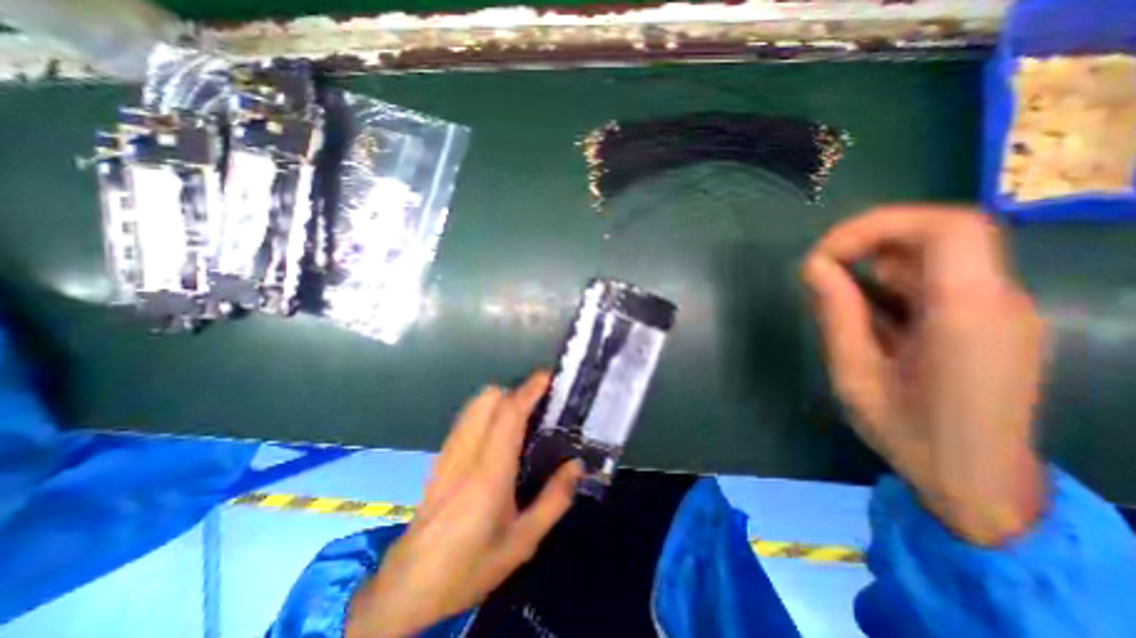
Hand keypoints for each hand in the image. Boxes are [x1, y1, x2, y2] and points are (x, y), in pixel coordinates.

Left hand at [349, 372, 583, 634]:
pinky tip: (500, 432)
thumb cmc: (470, 565)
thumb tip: (576, 464)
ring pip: (476, 403)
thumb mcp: (523, 542)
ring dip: (502, 398)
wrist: (407, 585)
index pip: (509, 414)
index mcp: (489, 473)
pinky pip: (468, 417)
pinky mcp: (442, 455)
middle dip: (517, 391)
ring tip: (524, 415)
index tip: (548, 376)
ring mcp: (450, 451)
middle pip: (489, 398)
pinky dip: (488, 410)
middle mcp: (467, 452)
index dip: (529, 389)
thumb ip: (554, 500)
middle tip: (540, 405)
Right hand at [797, 205, 1045, 543]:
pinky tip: (868, 319)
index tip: (826, 254)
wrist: (976, 484)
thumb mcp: (854, 374)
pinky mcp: (987, 321)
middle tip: (823, 272)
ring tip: (841, 304)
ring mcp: (998, 310)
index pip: (946, 228)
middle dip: (869, 242)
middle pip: (939, 234)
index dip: (877, 225)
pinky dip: (891, 286)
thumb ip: (836, 314)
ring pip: (933, 257)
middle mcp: (997, 301)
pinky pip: (935, 281)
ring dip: (876, 267)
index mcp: (969, 314)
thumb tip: (815, 267)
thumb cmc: (909, 434)